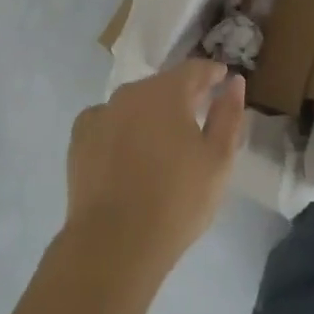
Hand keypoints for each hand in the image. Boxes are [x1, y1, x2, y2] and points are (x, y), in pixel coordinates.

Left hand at [65, 60, 246, 277]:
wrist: (114, 244)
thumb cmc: (177, 200)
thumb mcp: (218, 159)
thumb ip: (229, 115)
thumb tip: (234, 83)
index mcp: (167, 92)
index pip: (194, 69)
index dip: (212, 73)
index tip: (222, 79)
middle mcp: (131, 93)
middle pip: (163, 85)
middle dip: (182, 94)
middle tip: (198, 112)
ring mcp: (101, 114)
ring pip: (134, 103)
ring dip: (151, 112)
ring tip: (163, 137)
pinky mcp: (79, 140)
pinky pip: (107, 122)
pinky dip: (121, 128)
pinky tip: (128, 150)